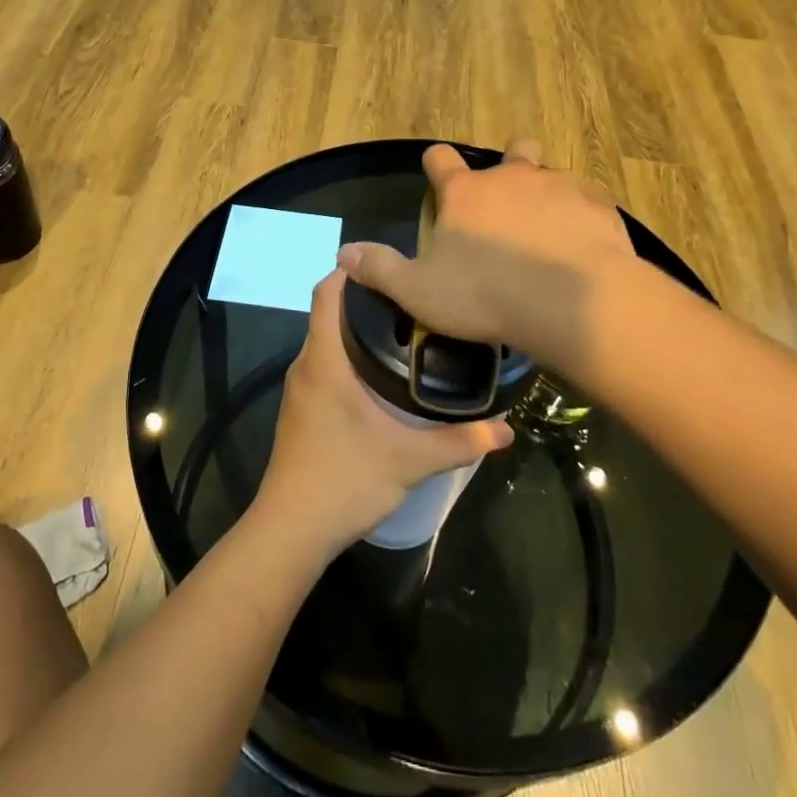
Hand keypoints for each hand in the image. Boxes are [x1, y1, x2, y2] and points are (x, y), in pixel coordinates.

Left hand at [254, 269, 512, 559]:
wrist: (290, 531)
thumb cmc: (343, 481)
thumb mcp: (409, 461)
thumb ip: (458, 442)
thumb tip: (506, 429)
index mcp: (324, 360)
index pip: (326, 293)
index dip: (351, 271)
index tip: (388, 265)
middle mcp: (306, 365)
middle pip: (329, 312)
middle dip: (366, 299)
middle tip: (414, 297)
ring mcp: (300, 388)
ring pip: (326, 340)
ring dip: (357, 329)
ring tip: (406, 328)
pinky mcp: (302, 409)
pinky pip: (324, 363)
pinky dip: (348, 355)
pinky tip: (382, 373)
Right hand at [336, 140, 637, 373]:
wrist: (570, 303)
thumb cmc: (485, 295)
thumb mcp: (419, 291)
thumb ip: (380, 269)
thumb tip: (343, 253)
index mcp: (465, 193)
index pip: (440, 158)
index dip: (436, 165)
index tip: (436, 176)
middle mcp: (512, 177)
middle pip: (514, 150)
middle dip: (511, 163)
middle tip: (509, 198)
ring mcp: (559, 187)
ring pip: (553, 175)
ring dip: (548, 195)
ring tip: (549, 230)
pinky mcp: (597, 206)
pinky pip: (589, 202)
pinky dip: (582, 217)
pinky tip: (583, 246)